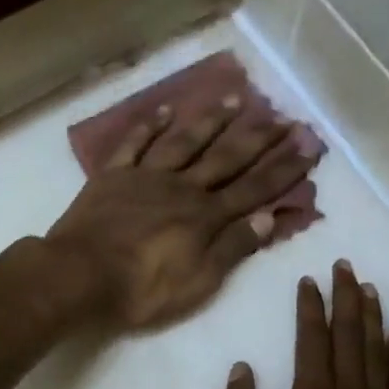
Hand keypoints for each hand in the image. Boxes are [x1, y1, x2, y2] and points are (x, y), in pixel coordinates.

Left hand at [44, 97, 323, 330]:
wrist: (80, 276)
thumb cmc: (143, 289)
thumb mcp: (199, 280)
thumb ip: (233, 248)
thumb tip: (270, 217)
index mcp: (206, 217)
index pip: (254, 189)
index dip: (284, 168)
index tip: (308, 144)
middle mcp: (183, 188)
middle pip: (227, 159)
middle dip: (259, 139)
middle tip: (284, 116)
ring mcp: (146, 178)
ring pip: (186, 142)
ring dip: (212, 121)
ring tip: (236, 99)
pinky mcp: (113, 177)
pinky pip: (134, 144)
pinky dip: (149, 126)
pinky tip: (165, 110)